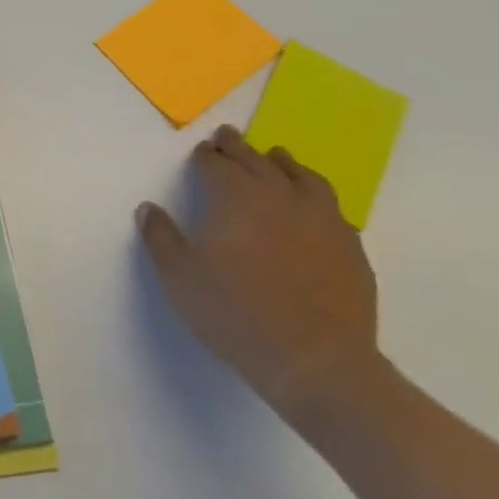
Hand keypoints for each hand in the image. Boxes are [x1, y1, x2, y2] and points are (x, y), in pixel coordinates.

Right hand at [137, 126, 381, 427]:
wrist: (316, 362)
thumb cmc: (236, 314)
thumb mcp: (180, 277)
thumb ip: (160, 237)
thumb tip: (148, 208)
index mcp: (236, 196)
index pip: (216, 163)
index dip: (205, 156)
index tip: (200, 152)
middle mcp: (279, 195)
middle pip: (255, 160)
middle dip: (237, 147)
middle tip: (227, 136)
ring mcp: (321, 218)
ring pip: (301, 175)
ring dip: (281, 162)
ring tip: (274, 158)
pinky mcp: (350, 245)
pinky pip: (330, 206)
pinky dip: (314, 195)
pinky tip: (311, 206)